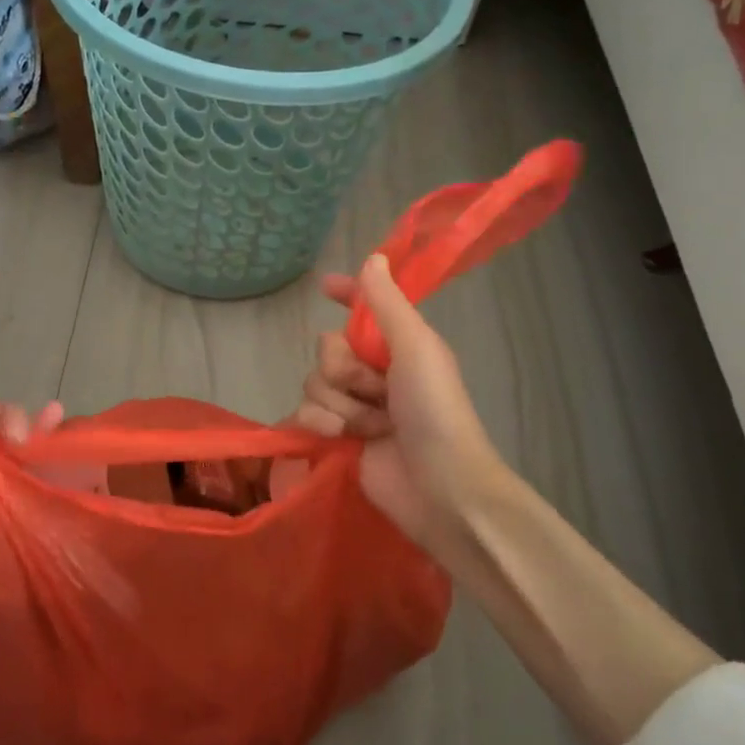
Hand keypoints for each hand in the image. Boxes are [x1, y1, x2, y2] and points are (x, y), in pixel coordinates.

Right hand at [292, 254, 512, 559]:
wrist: (439, 487)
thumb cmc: (435, 411)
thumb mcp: (417, 347)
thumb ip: (387, 304)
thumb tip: (373, 257)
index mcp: (398, 346)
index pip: (366, 310)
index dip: (347, 295)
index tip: (324, 286)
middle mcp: (374, 372)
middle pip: (327, 349)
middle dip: (344, 369)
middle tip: (375, 389)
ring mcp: (355, 406)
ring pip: (314, 383)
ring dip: (340, 404)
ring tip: (370, 427)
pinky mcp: (337, 437)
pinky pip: (305, 414)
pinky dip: (323, 425)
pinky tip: (344, 440)